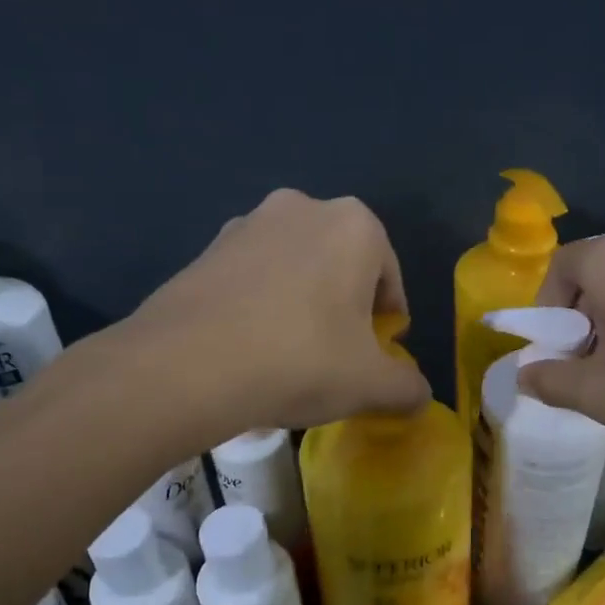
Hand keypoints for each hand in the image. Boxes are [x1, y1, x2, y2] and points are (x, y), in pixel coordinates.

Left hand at [123, 189, 429, 435]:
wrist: (186, 366)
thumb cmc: (300, 361)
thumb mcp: (371, 385)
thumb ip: (407, 388)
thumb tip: (418, 396)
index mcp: (355, 226)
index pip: (389, 276)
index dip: (388, 320)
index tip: (375, 355)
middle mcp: (303, 208)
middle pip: (342, 265)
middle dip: (345, 307)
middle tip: (336, 356)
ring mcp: (247, 223)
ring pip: (294, 268)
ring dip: (302, 303)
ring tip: (290, 354)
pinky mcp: (205, 248)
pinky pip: (251, 277)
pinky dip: (260, 305)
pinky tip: (250, 348)